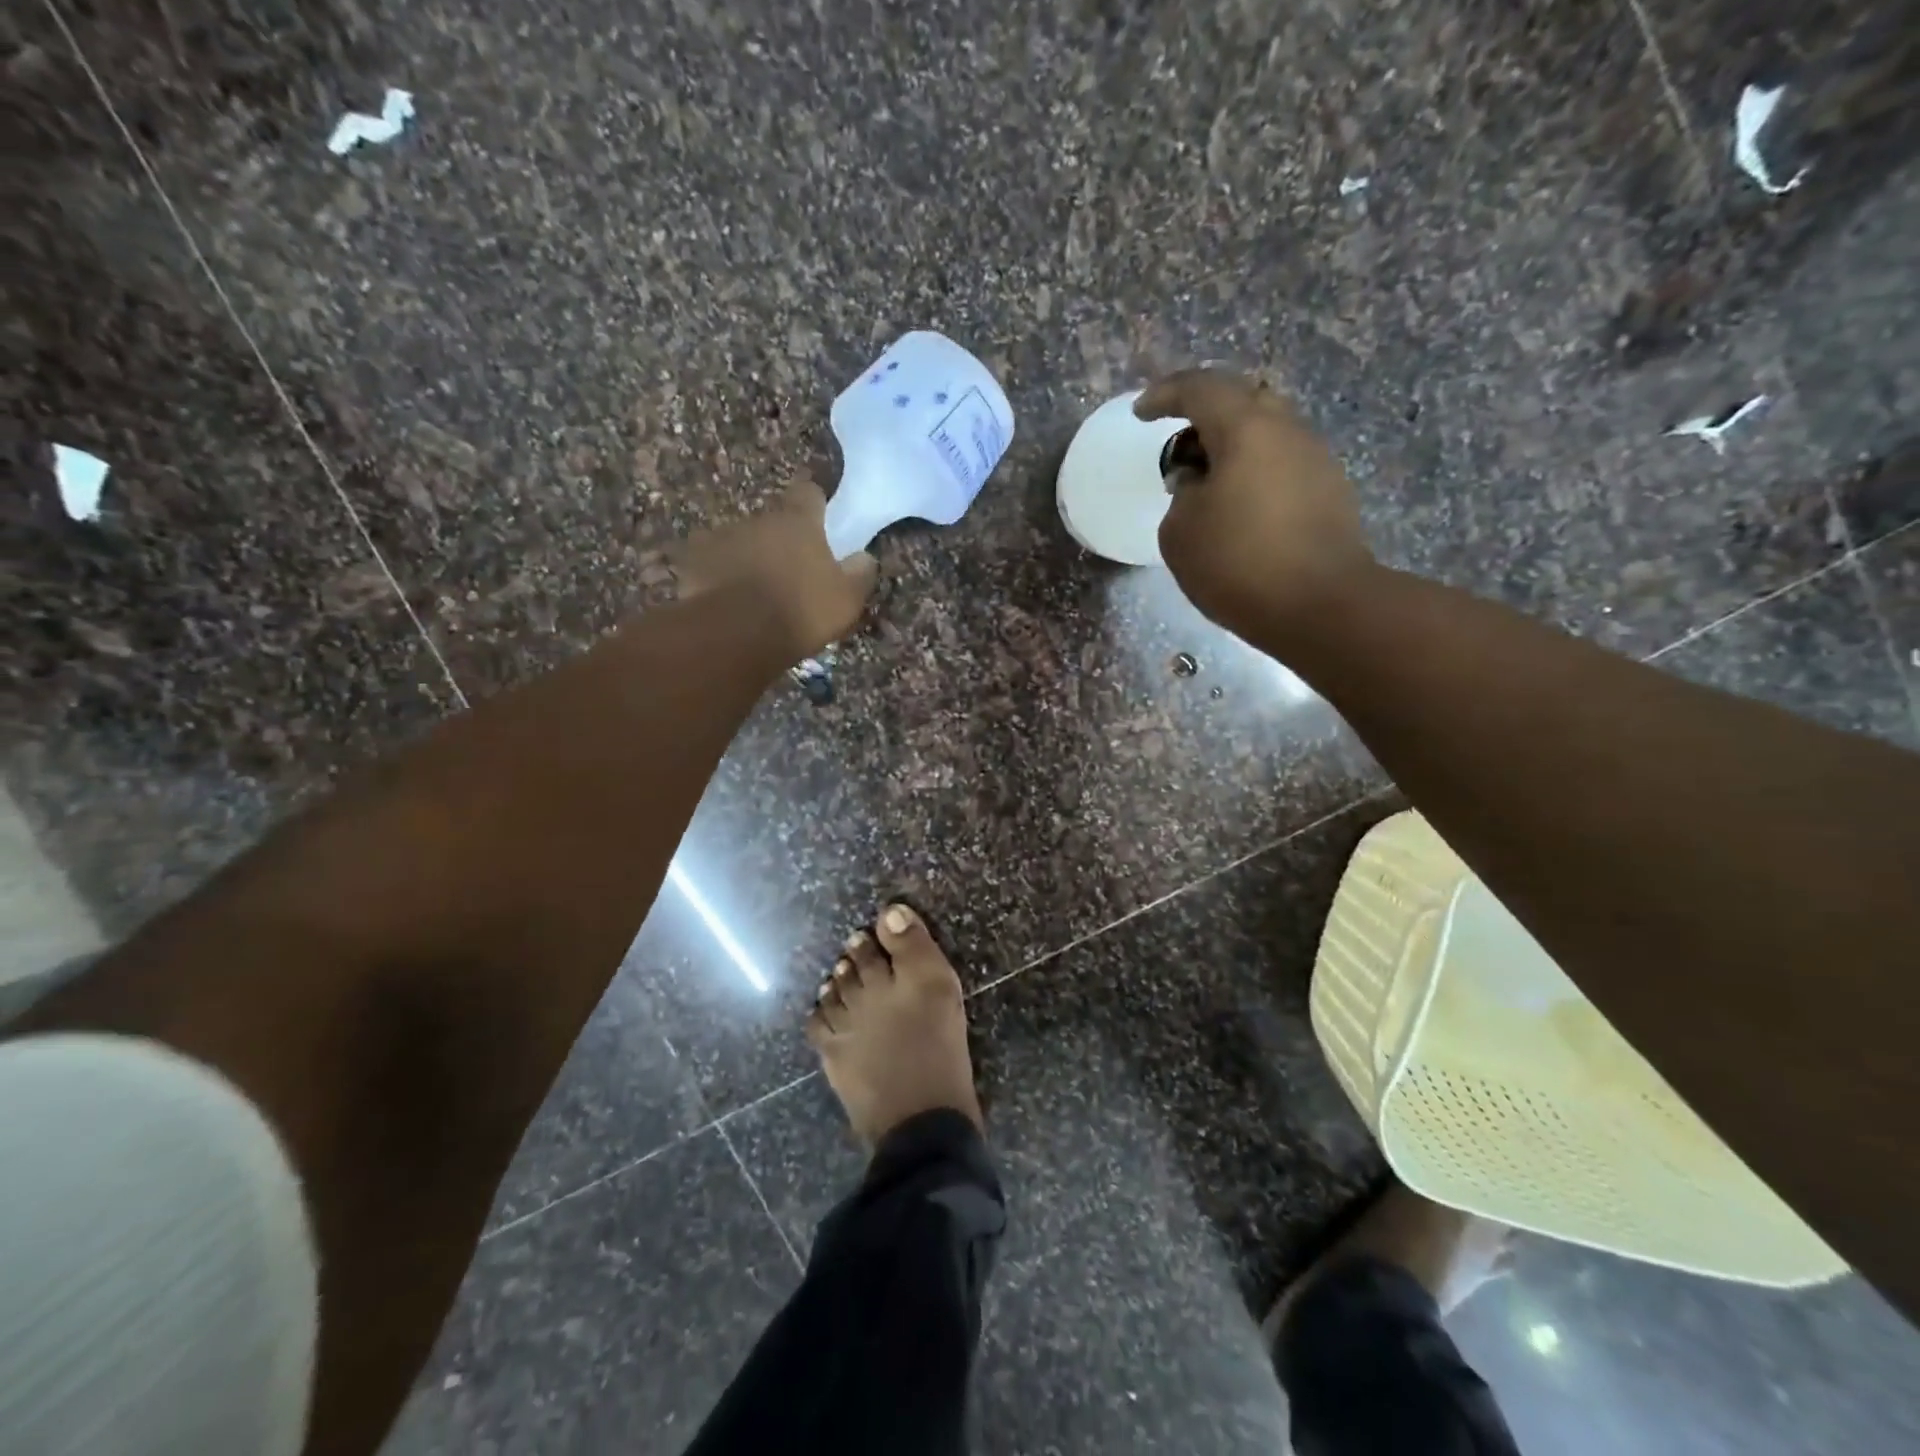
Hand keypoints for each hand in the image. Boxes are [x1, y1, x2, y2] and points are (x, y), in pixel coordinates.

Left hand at [674, 481, 878, 657]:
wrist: (736, 634)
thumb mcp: (846, 598)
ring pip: (740, 542)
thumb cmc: (801, 610)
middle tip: (790, 567)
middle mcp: (757, 519)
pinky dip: (720, 577)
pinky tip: (727, 601)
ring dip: (749, 557)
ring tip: (756, 589)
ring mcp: (720, 539)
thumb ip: (859, 574)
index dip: (815, 499)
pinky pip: (712, 566)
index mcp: (797, 521)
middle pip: (771, 521)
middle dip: (780, 539)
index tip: (819, 510)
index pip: (808, 492)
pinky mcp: (693, 565)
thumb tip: (864, 557)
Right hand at [1135, 370, 1372, 639]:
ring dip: (1233, 446)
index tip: (1142, 413)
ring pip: (1268, 432)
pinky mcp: (1330, 491)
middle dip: (1206, 414)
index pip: (1201, 388)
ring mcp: (1316, 459)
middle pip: (1244, 400)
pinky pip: (1283, 463)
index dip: (1165, 394)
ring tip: (1208, 482)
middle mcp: (1288, 431)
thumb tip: (1200, 482)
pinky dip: (1254, 472)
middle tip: (1181, 446)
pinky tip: (1239, 507)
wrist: (1320, 605)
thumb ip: (1182, 495)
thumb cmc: (1238, 563)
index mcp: (1247, 429)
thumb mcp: (1181, 532)